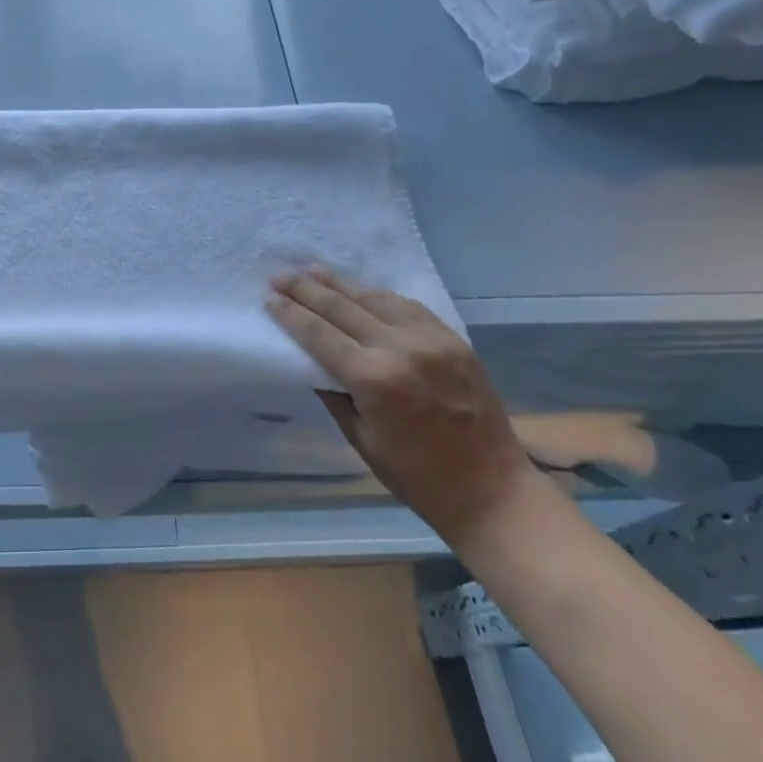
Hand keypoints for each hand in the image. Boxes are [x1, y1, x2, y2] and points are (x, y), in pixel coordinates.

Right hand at [267, 268, 536, 548]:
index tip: (269, 297)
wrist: (493, 490)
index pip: (320, 334)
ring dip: (341, 284)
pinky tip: (361, 290)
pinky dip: (379, 295)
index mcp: (373, 379)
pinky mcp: (453, 339)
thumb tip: (311, 362)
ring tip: (313, 271)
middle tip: (280, 275)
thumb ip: (334, 393)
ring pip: (375, 298)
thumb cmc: (417, 477)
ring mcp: (431, 339)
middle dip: (307, 289)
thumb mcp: (361, 440)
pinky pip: (407, 306)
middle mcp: (400, 348)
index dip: (291, 314)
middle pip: (343, 308)